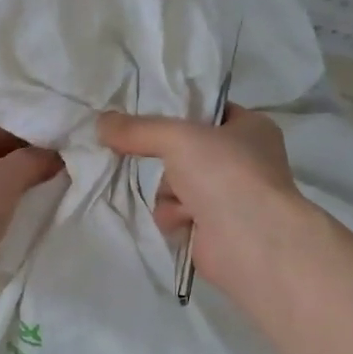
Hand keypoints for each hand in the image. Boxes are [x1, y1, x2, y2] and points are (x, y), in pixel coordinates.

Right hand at [98, 104, 315, 291]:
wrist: (251, 240)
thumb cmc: (226, 174)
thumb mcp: (177, 137)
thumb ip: (137, 129)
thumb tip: (100, 122)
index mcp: (250, 129)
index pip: (206, 112)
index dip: (177, 114)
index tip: (144, 120)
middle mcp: (244, 161)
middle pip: (183, 153)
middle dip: (167, 163)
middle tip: (157, 161)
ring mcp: (230, 197)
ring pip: (175, 186)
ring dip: (169, 194)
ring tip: (183, 203)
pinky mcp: (215, 229)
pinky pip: (177, 214)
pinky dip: (174, 218)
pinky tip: (184, 222)